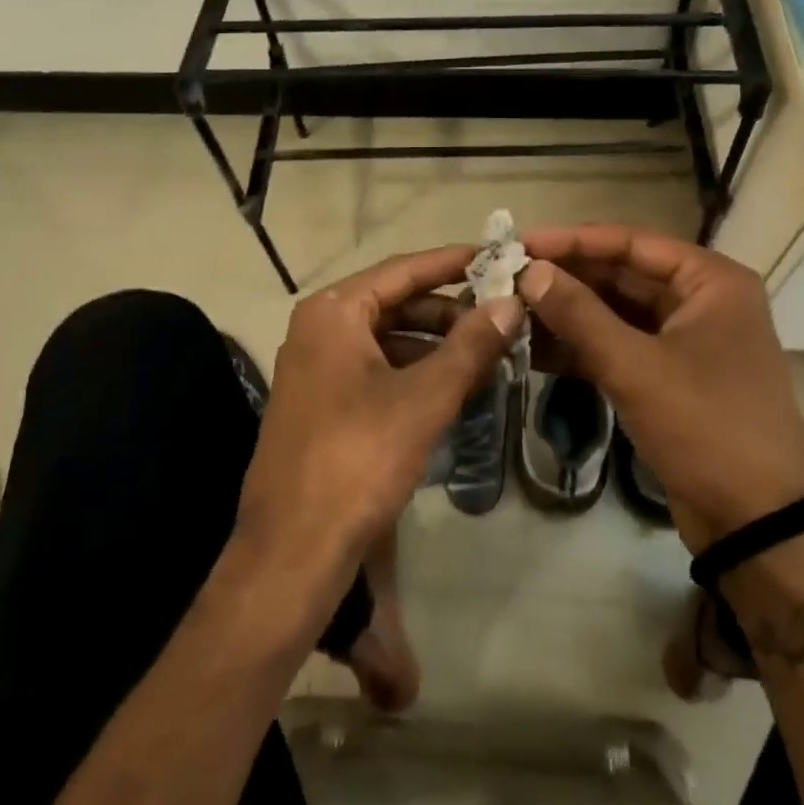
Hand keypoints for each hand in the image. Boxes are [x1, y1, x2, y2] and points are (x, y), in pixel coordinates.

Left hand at [236, 246, 521, 585]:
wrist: (292, 548)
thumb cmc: (358, 458)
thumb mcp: (423, 398)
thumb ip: (470, 346)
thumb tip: (512, 302)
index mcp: (333, 311)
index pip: (403, 270)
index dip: (453, 262)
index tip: (497, 256)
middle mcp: (318, 327)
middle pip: (394, 302)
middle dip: (447, 310)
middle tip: (500, 316)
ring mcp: (315, 366)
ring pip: (386, 337)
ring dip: (434, 343)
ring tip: (486, 354)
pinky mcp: (320, 401)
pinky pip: (374, 367)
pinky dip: (413, 370)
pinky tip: (450, 387)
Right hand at [518, 225, 803, 554]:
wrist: (757, 523)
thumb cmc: (705, 427)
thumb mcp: (635, 366)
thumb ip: (579, 314)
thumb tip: (530, 271)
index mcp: (710, 282)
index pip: (631, 242)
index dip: (573, 240)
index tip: (521, 243)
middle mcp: (701, 301)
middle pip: (622, 275)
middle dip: (566, 279)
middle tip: (509, 278)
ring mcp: (686, 341)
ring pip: (616, 312)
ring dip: (568, 313)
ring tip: (513, 311)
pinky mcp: (670, 377)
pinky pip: (619, 346)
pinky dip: (581, 347)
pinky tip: (534, 349)